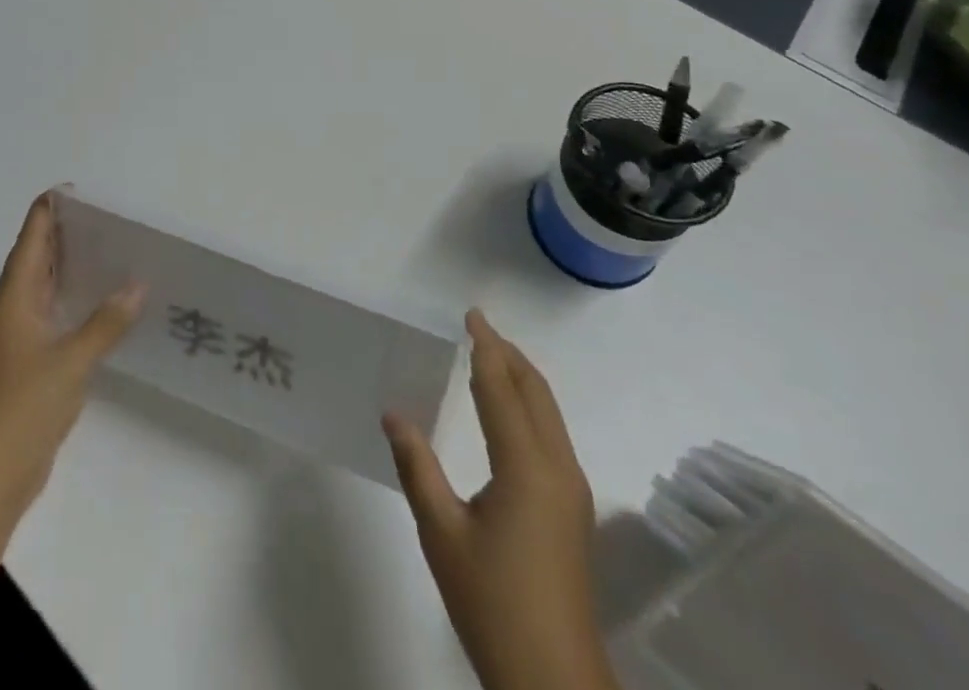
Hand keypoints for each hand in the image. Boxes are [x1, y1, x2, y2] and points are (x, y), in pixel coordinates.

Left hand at [0, 192, 144, 514]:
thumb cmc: (23, 407)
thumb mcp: (73, 360)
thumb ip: (106, 321)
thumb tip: (138, 285)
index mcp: (13, 297)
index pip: (32, 237)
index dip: (50, 209)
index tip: (80, 192)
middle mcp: (10, 309)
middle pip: (35, 257)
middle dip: (64, 233)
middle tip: (106, 217)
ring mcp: (14, 337)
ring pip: (41, 286)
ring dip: (68, 266)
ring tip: (108, 249)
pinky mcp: (23, 362)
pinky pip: (48, 313)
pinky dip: (70, 298)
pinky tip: (98, 303)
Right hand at [383, 309, 613, 689]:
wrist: (554, 682)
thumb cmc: (492, 603)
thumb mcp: (442, 535)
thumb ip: (418, 467)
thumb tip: (394, 414)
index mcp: (525, 466)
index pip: (502, 388)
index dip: (486, 348)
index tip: (472, 316)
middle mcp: (557, 467)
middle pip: (535, 392)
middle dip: (508, 355)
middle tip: (478, 331)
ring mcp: (571, 490)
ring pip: (549, 413)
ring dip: (521, 379)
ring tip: (490, 360)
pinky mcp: (574, 510)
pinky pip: (553, 435)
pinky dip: (530, 406)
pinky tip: (507, 416)